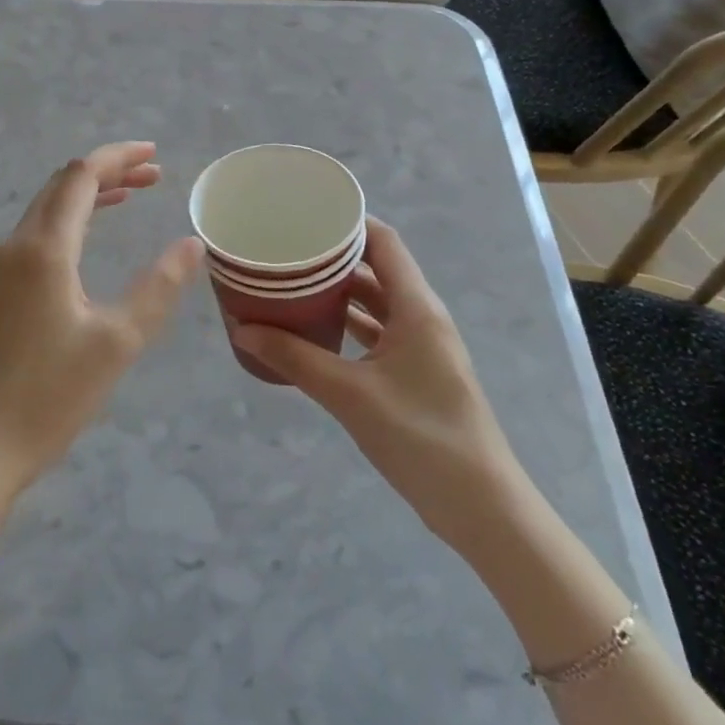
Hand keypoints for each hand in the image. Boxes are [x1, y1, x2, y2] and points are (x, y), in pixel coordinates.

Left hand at [0, 143, 203, 556]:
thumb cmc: (48, 396)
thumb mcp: (117, 342)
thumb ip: (158, 287)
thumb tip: (191, 244)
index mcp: (44, 248)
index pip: (81, 176)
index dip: (118, 158)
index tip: (155, 155)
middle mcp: (16, 246)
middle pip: (62, 185)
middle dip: (107, 172)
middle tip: (153, 176)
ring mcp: (0, 270)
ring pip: (47, 209)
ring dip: (88, 196)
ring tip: (130, 197)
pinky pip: (37, 235)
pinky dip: (70, 221)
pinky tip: (88, 241)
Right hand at [229, 217, 530, 561]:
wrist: (482, 509)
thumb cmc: (421, 438)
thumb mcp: (350, 395)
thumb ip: (295, 358)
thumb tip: (242, 330)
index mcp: (417, 307)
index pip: (383, 241)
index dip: (347, 222)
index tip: (304, 215)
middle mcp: (421, 316)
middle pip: (376, 267)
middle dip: (332, 257)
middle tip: (286, 250)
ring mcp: (421, 345)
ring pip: (375, 302)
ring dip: (338, 292)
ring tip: (291, 283)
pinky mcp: (416, 372)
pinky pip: (377, 331)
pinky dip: (347, 324)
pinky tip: (313, 330)